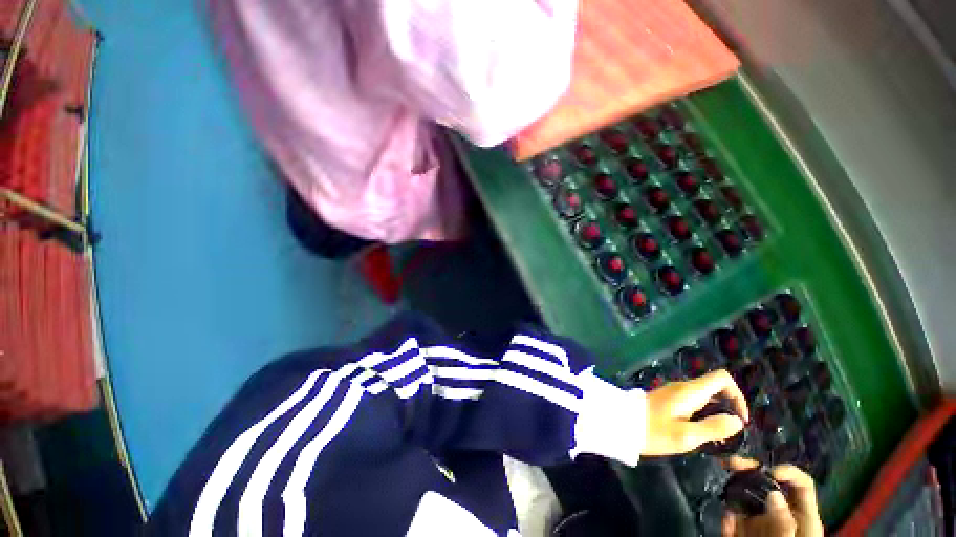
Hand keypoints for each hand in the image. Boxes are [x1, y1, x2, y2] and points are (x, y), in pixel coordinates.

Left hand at [642, 370, 747, 455]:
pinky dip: (704, 412)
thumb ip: (713, 427)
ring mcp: (674, 392)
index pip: (721, 377)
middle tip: (731, 430)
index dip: (737, 394)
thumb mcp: (686, 435)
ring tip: (719, 434)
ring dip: (717, 410)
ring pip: (705, 394)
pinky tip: (701, 430)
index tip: (740, 419)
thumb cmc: (655, 431)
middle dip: (729, 405)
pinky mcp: (668, 399)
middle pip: (715, 386)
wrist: (624, 424)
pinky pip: (693, 400)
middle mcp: (683, 387)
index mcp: (689, 391)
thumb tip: (736, 421)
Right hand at [722, 458, 823, 536]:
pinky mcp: (743, 530)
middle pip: (768, 484)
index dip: (787, 471)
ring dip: (733, 486)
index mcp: (802, 517)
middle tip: (729, 462)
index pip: (801, 484)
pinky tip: (726, 522)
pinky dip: (728, 515)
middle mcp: (781, 514)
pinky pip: (734, 515)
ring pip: (746, 495)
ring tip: (721, 482)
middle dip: (749, 469)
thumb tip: (773, 493)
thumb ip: (785, 523)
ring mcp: (761, 522)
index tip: (767, 470)